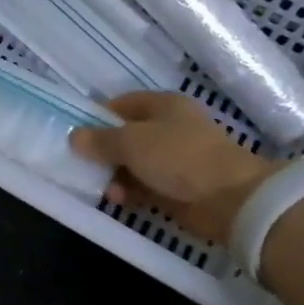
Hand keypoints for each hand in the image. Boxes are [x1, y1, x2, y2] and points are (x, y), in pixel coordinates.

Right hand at [69, 91, 272, 244]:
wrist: (229, 199)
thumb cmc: (179, 157)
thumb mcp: (132, 142)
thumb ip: (100, 140)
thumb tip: (74, 137)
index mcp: (163, 105)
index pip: (122, 104)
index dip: (97, 116)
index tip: (76, 134)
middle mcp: (169, 128)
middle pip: (126, 136)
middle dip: (103, 152)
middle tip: (82, 166)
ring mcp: (175, 160)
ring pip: (133, 164)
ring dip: (115, 175)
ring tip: (104, 189)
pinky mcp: (177, 188)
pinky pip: (144, 186)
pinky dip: (130, 192)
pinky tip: (118, 200)